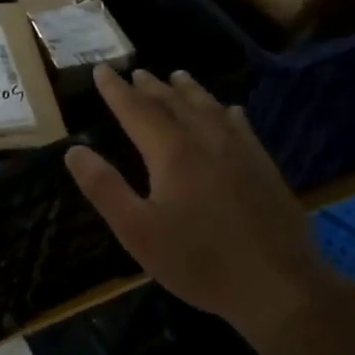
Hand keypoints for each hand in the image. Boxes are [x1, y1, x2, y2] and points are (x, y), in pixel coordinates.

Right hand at [65, 66, 335, 347]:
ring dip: (188, 90)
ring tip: (177, 76)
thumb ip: (104, 188)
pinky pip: (241, 126)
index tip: (101, 69)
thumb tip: (74, 150)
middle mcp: (205, 140)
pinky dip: (227, 111)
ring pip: (209, 108)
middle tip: (135, 73)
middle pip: (173, 103)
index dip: (115, 90)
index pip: (136, 109)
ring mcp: (240, 151)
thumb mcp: (138, 232)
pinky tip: (230, 110)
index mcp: (171, 152)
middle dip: (150, 87)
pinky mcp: (264, 167)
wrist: (280, 285)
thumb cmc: (200, 261)